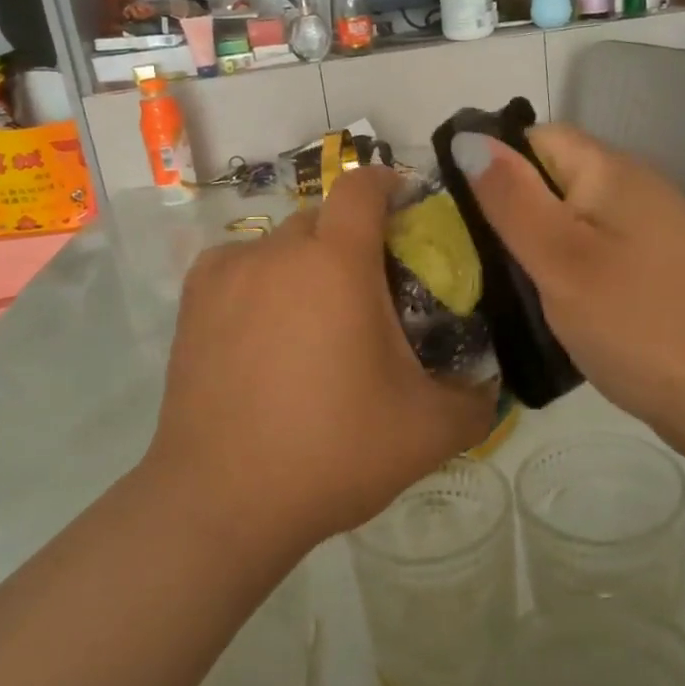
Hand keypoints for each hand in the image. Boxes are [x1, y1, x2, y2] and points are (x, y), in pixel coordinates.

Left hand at [145, 168, 496, 557]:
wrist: (224, 500)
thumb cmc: (333, 452)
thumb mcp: (429, 432)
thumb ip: (476, 400)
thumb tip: (492, 385)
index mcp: (338, 262)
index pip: (364, 185)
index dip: (390, 186)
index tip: (408, 211)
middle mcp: (279, 250)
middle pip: (324, 218)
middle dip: (352, 240)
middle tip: (371, 292)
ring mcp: (228, 273)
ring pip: (279, 244)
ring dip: (304, 264)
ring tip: (314, 320)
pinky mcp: (192, 301)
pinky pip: (238, 266)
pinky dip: (259, 281)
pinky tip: (265, 328)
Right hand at [451, 125, 684, 458]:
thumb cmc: (634, 323)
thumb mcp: (559, 258)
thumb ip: (510, 198)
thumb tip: (466, 139)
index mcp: (612, 172)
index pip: (538, 138)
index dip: (496, 165)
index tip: (464, 216)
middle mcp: (635, 189)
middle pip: (555, 177)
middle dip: (512, 209)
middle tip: (478, 258)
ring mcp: (650, 231)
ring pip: (573, 218)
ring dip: (537, 243)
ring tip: (507, 284)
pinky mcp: (654, 269)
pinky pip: (595, 250)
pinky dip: (566, 267)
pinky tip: (553, 302)